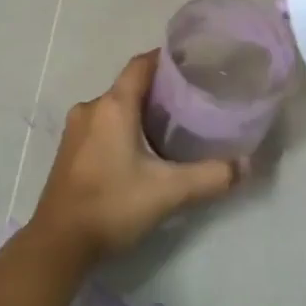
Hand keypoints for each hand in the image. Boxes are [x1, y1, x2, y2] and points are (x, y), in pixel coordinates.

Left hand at [30, 50, 244, 264]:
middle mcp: (92, 108)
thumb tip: (247, 165)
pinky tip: (140, 151)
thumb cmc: (112, 205)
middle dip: (158, 90)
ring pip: (114, 107)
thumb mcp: (169, 191)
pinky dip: (122, 128)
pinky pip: (101, 125)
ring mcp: (76, 130)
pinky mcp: (69, 151)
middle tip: (191, 101)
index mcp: (113, 105)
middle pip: (129, 85)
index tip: (193, 64)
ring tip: (170, 126)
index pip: (142, 64)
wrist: (57, 245)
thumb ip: (211, 176)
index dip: (166, 60)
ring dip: (139, 111)